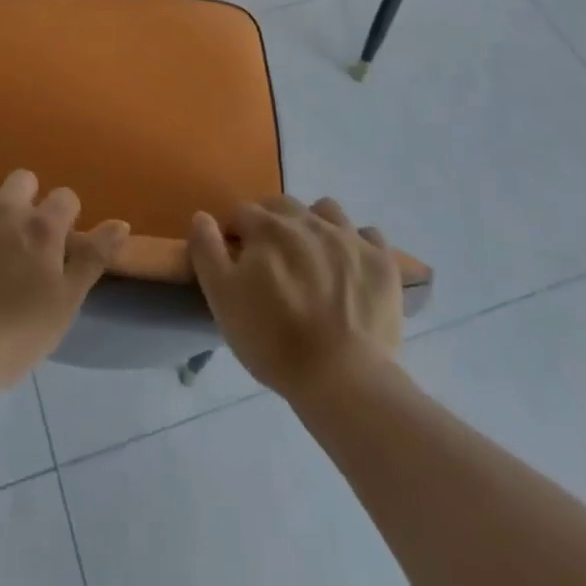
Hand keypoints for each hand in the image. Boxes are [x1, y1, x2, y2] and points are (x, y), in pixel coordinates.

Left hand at [0, 170, 128, 396]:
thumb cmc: (12, 335)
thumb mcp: (64, 304)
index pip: (65, 197)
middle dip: (26, 200)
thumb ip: (93, 258)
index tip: (58, 244)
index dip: (65, 217)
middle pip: (23, 179)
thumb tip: (121, 222)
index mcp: (41, 226)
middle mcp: (5, 206)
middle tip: (20, 239)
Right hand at [188, 195, 402, 398]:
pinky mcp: (382, 262)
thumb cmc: (274, 340)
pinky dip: (356, 243)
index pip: (243, 213)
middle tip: (273, 260)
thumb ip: (206, 251)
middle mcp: (308, 221)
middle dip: (272, 223)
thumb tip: (202, 216)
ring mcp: (349, 238)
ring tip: (313, 256)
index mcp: (268, 228)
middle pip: (283, 205)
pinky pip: (368, 235)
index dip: (237, 235)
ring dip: (315, 224)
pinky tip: (350, 266)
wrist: (344, 380)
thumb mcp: (222, 299)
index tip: (238, 262)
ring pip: (327, 211)